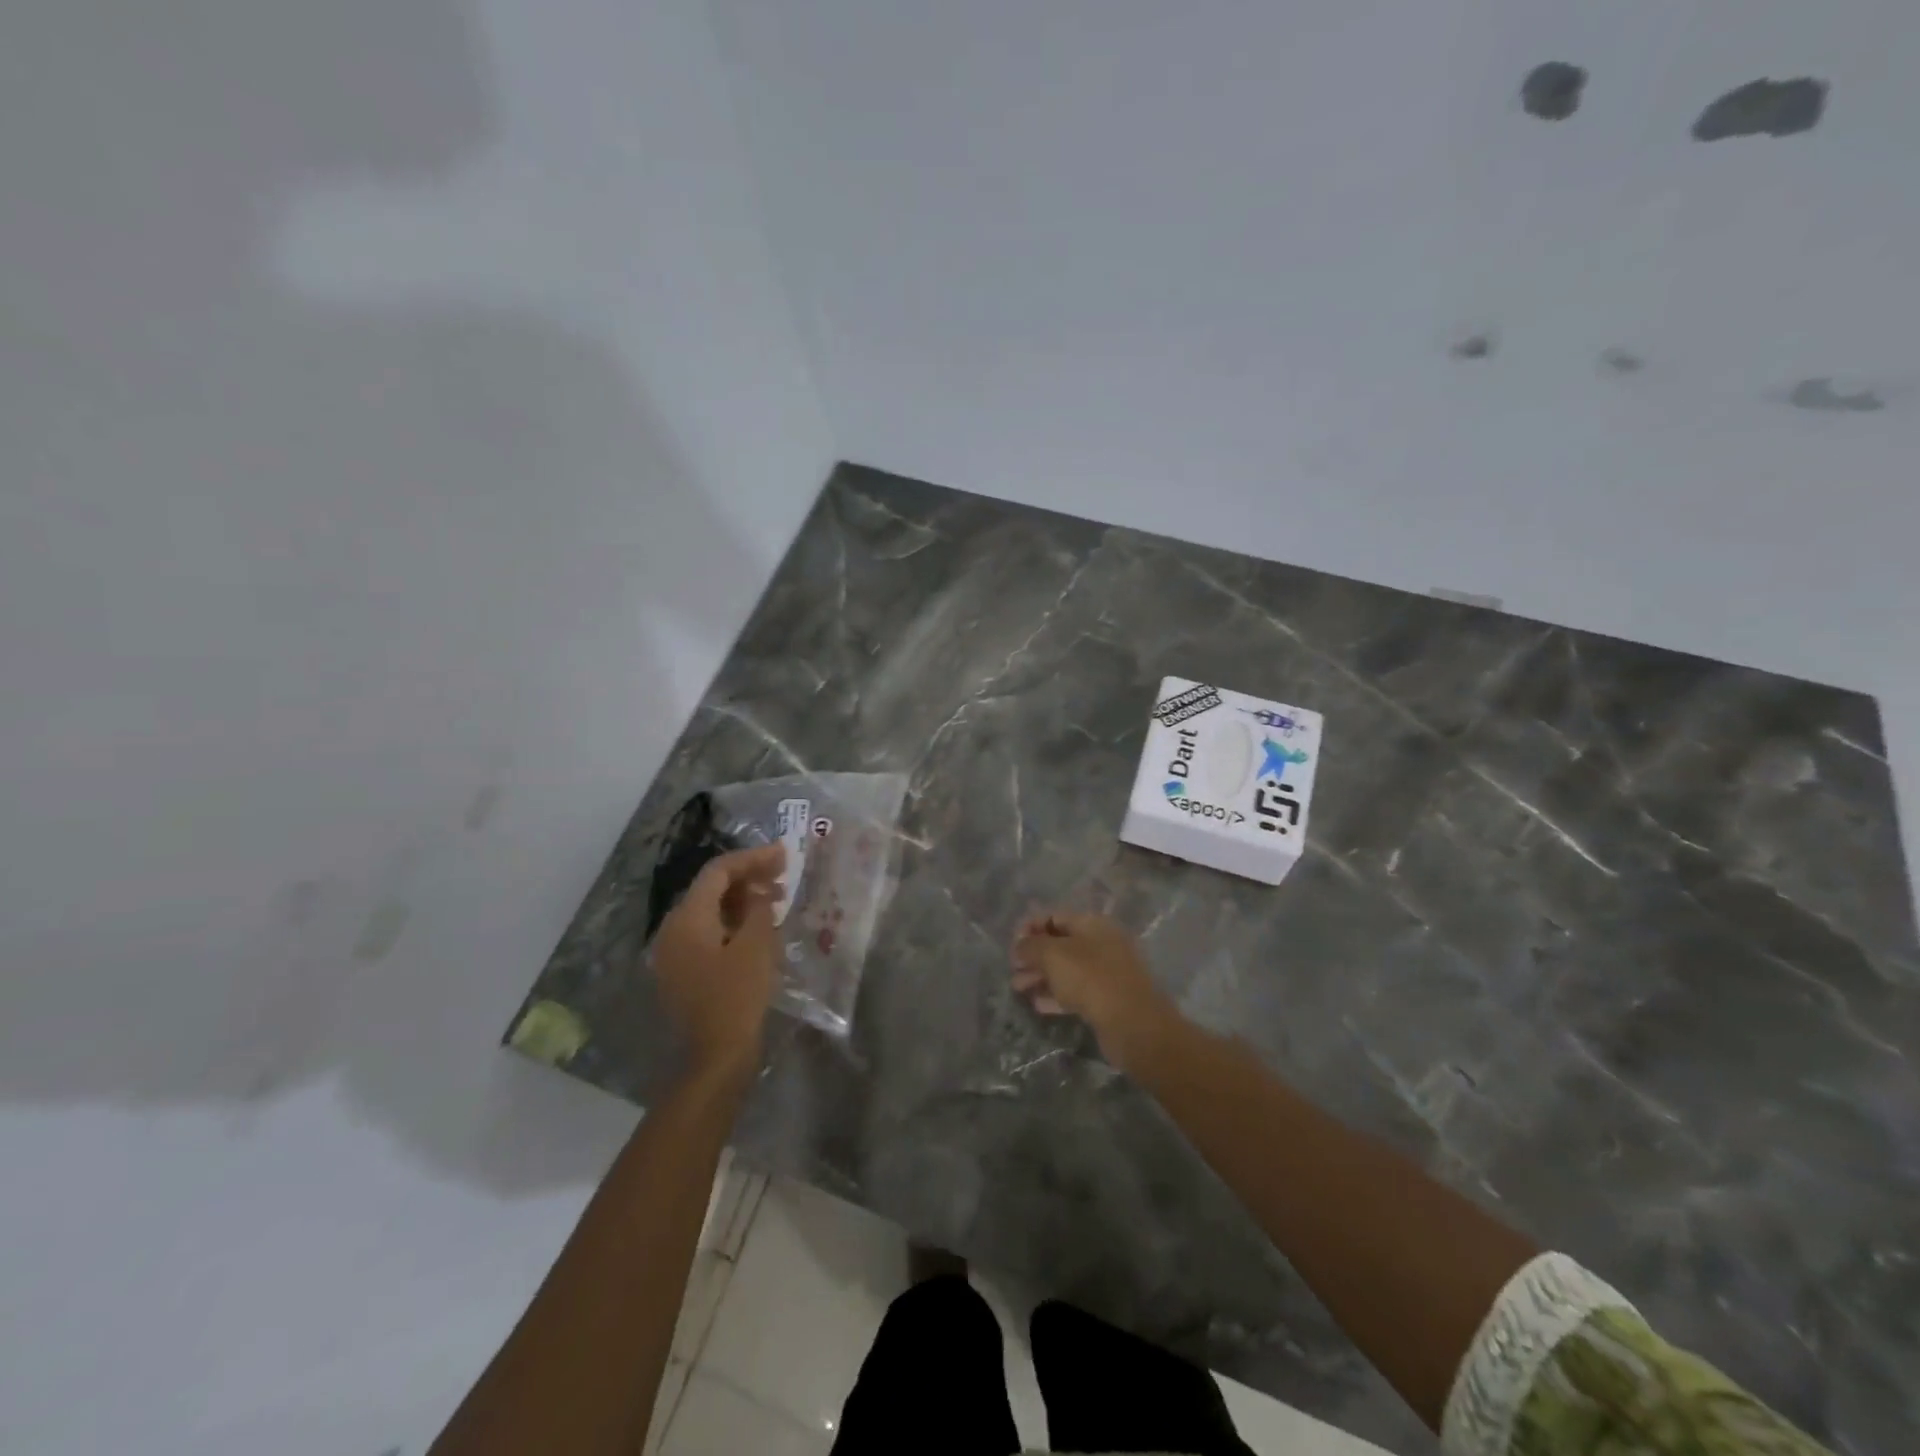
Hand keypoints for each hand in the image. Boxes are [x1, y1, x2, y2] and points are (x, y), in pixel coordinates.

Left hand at [651, 843, 785, 1081]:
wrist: (715, 1058)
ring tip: (777, 899)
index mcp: (687, 919)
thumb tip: (759, 892)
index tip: (783, 853)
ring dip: (743, 900)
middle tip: (783, 874)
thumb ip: (758, 909)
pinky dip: (734, 923)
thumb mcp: (757, 947)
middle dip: (748, 877)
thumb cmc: (737, 997)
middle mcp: (673, 930)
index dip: (752, 858)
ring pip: (710, 911)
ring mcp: (675, 953)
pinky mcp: (683, 972)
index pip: (718, 872)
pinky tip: (760, 927)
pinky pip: (709, 933)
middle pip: (711, 889)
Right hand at [1010, 912, 1176, 1070]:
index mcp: (1092, 924)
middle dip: (1033, 955)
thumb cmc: (1091, 978)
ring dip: (1040, 976)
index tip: (1012, 943)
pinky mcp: (1107, 1000)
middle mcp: (1101, 943)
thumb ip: (1031, 946)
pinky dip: (1056, 995)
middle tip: (1012, 969)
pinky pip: (1076, 992)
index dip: (1031, 926)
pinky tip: (1038, 1005)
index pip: (1055, 916)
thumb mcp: (1053, 955)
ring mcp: (1106, 972)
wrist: (1133, 1023)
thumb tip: (1020, 945)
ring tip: (1017, 988)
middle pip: (1060, 944)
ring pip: (1066, 969)